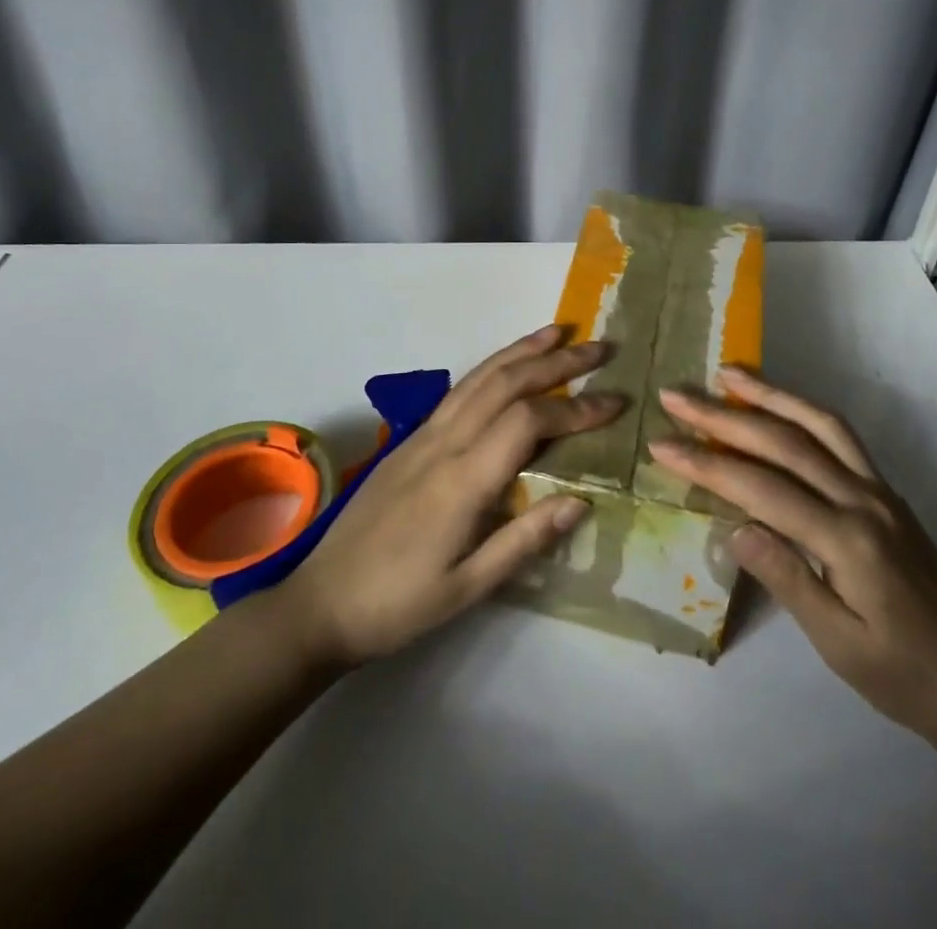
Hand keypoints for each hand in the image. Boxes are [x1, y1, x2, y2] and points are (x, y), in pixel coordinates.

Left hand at [273, 325, 622, 669]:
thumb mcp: (467, 588)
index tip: (615, 402)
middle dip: (556, 361)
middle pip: (505, 383)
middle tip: (601, 348)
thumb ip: (524, 540)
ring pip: (479, 377)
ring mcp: (422, 435)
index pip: (528, 421)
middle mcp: (443, 442)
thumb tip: (581, 500)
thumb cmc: (398, 604)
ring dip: (522, 351)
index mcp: (461, 479)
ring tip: (559, 333)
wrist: (321, 602)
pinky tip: (507, 367)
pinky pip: (459, 390)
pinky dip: (492, 367)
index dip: (575, 408)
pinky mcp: (410, 439)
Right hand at [654, 370, 936, 743]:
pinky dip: (803, 410)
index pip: (762, 488)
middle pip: (785, 442)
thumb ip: (787, 579)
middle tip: (677, 396)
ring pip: (819, 423)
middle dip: (724, 416)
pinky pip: (840, 435)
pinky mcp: (885, 491)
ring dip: (770, 394)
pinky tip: (778, 404)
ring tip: (727, 374)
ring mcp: (879, 489)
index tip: (661, 445)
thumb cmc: (901, 676)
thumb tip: (734, 528)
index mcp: (848, 540)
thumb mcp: (838, 645)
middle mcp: (864, 499)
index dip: (707, 464)